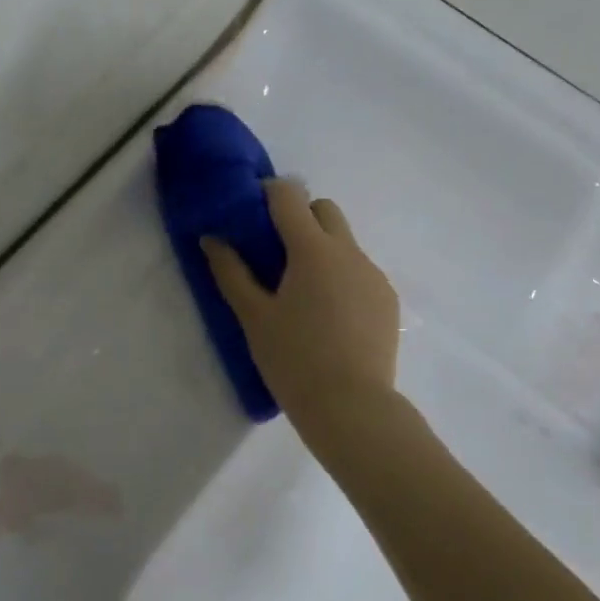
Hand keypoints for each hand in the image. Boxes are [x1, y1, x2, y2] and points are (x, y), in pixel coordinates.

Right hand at [203, 178, 400, 425]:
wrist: (352, 407)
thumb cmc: (294, 359)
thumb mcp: (253, 317)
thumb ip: (231, 272)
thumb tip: (212, 239)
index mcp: (313, 250)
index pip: (290, 196)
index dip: (268, 193)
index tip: (251, 210)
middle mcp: (349, 251)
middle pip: (324, 210)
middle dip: (299, 216)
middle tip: (275, 251)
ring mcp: (373, 275)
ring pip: (345, 242)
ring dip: (321, 248)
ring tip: (302, 291)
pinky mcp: (387, 299)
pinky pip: (360, 271)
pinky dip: (340, 276)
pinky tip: (329, 315)